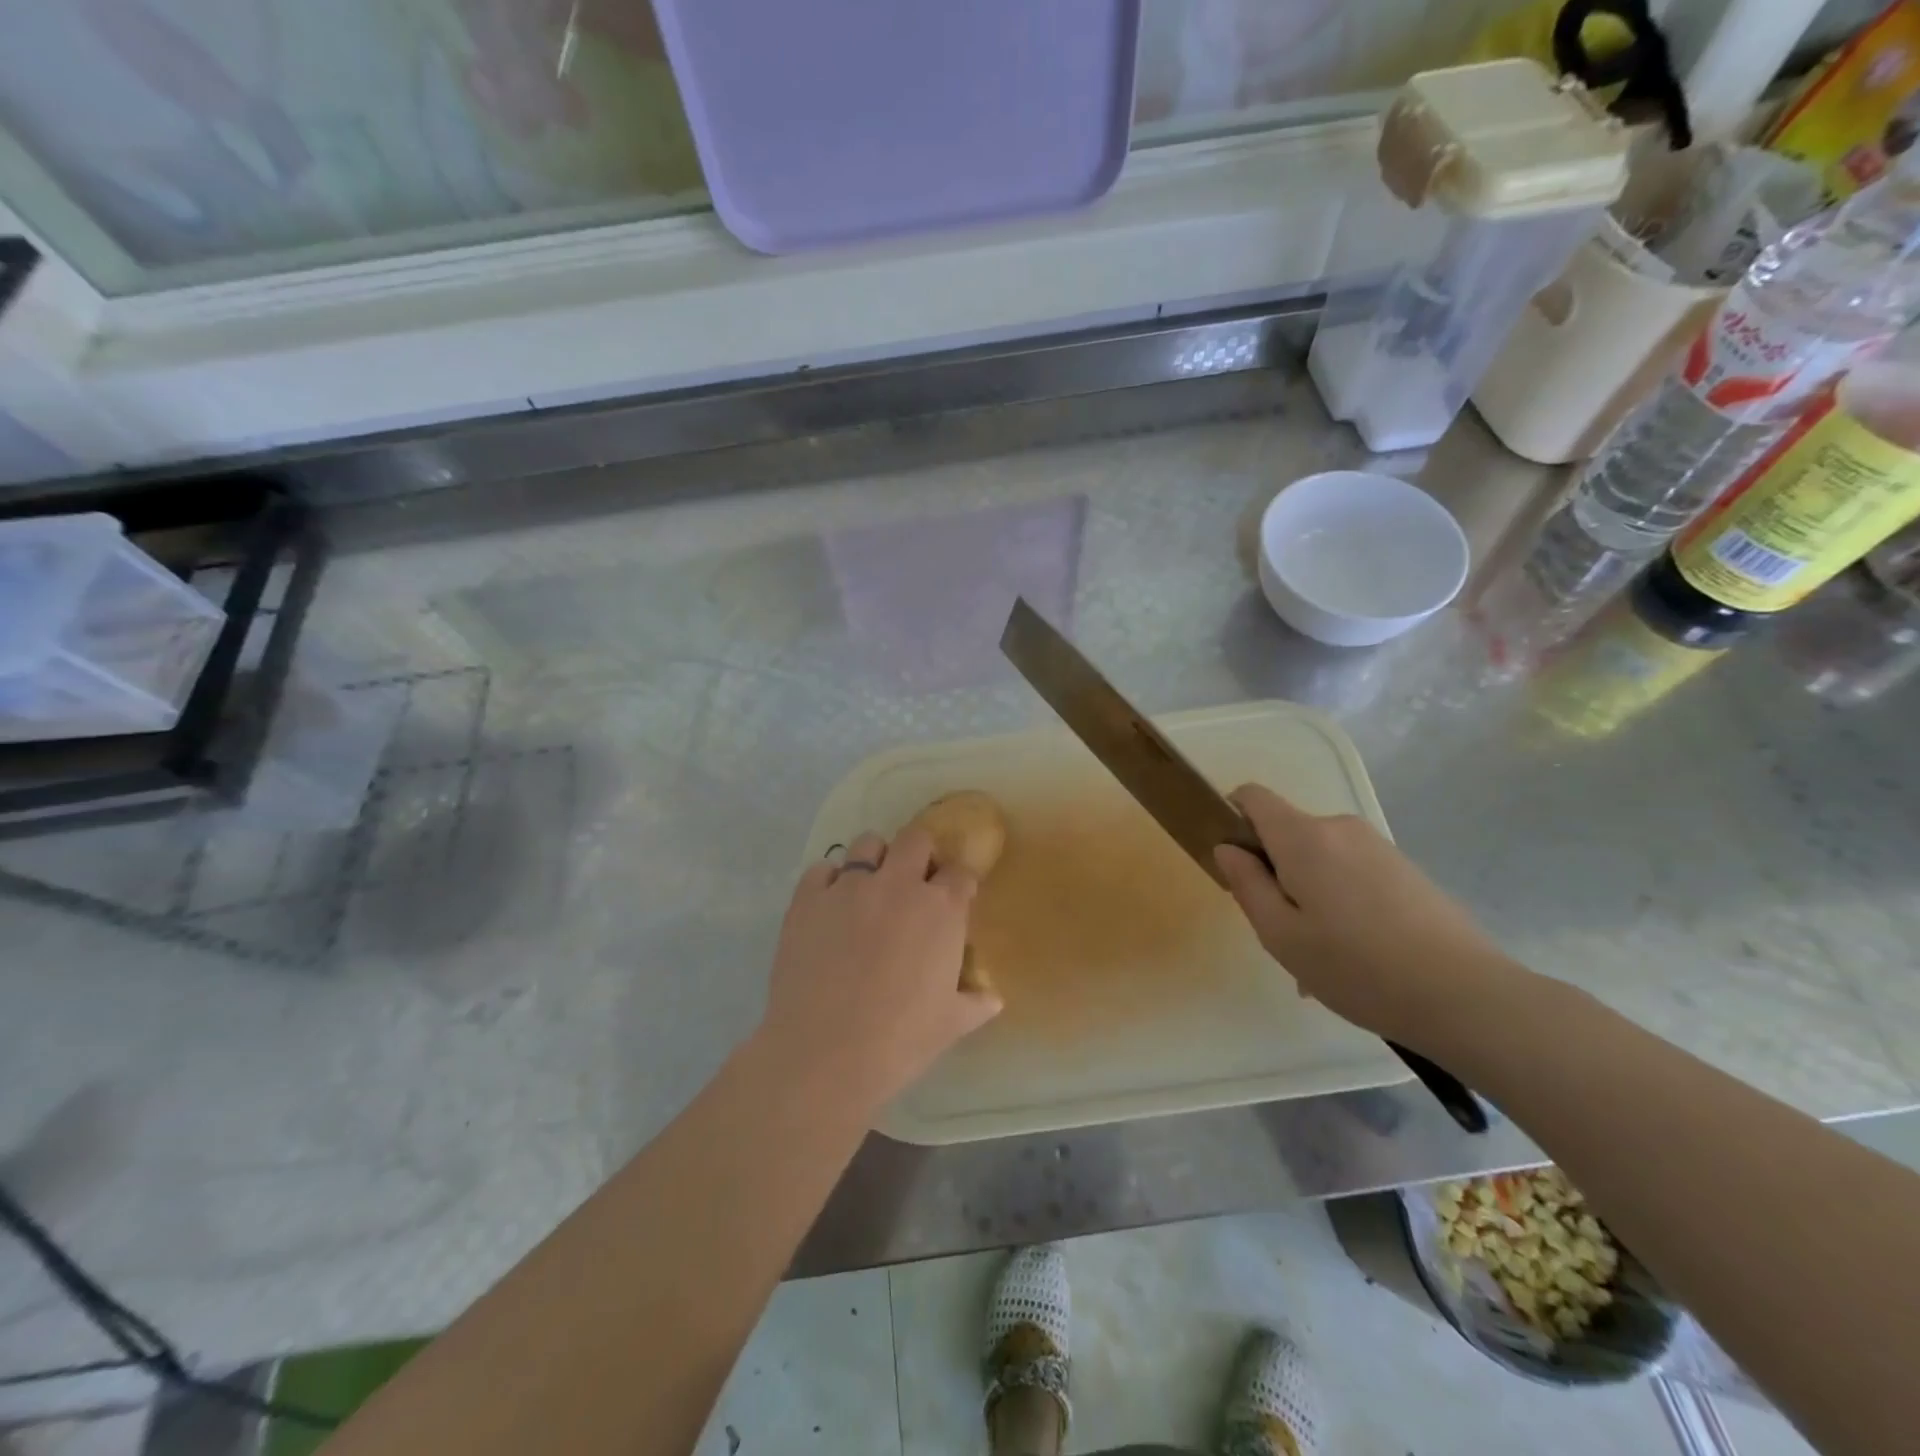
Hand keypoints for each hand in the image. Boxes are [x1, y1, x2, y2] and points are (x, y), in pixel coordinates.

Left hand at [759, 827, 1001, 1111]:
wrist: (825, 1053)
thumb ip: (976, 1003)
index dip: (958, 883)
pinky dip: (828, 882)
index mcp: (941, 909)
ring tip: (868, 889)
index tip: (954, 898)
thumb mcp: (952, 1024)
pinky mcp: (808, 898)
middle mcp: (898, 884)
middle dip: (920, 854)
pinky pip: (821, 869)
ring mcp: (849, 886)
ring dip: (873, 860)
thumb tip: (994, 999)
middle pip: (916, 840)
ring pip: (867, 844)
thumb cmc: (901, 1039)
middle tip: (913, 883)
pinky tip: (829, 908)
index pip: (960, 873)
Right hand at [1213, 784, 1518, 1049]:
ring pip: (1319, 858)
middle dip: (1273, 871)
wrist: (1466, 996)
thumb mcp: (1280, 935)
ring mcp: (1378, 846)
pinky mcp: (1405, 869)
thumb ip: (1246, 884)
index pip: (1253, 797)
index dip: (1232, 818)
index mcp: (1303, 837)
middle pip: (1286, 833)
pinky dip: (1339, 901)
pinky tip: (1355, 956)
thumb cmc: (1356, 967)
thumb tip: (1228, 848)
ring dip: (1307, 892)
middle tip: (1281, 931)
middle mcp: (1340, 827)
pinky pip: (1351, 872)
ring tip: (1321, 956)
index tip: (1235, 864)